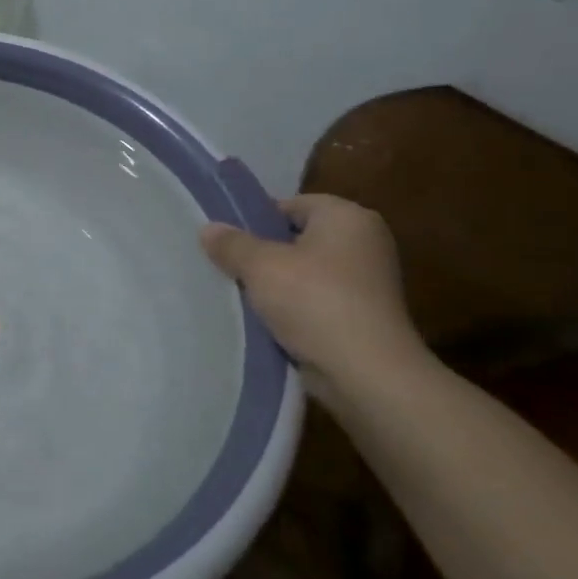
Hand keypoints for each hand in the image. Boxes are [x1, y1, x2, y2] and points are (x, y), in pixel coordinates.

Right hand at [199, 194, 422, 390]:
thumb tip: (209, 229)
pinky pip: (317, 301)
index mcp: (347, 216)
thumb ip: (231, 244)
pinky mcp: (364, 316)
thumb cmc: (314, 301)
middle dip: (264, 255)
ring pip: (305, 273)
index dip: (256, 221)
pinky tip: (267, 322)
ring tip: (241, 297)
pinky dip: (294, 309)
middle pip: (298, 239)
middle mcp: (365, 242)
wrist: (366, 373)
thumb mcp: (260, 266)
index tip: (227, 243)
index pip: (291, 206)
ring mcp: (368, 282)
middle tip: (228, 268)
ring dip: (277, 285)